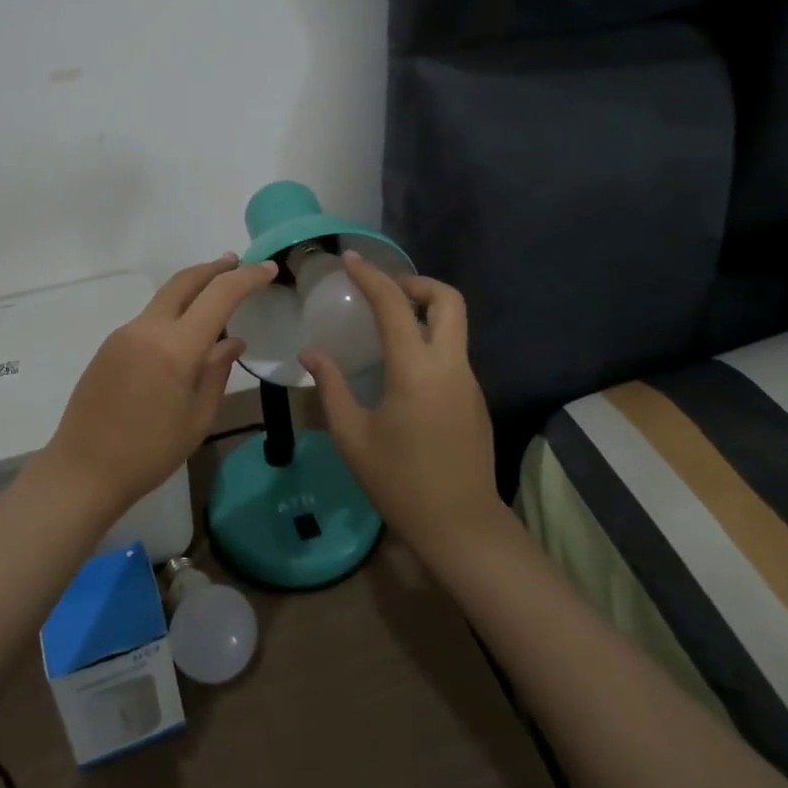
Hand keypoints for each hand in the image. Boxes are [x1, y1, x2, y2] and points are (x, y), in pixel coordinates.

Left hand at [42, 255, 277, 514]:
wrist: (82, 471)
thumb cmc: (149, 453)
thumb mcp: (197, 418)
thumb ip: (217, 371)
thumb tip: (232, 341)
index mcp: (176, 348)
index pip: (219, 296)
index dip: (247, 278)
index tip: (268, 269)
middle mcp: (148, 329)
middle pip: (185, 281)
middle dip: (214, 268)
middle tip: (238, 263)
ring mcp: (124, 334)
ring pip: (165, 298)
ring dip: (192, 288)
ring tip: (215, 295)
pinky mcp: (110, 345)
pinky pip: (149, 318)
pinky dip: (173, 312)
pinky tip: (184, 332)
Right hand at [301, 255, 506, 566]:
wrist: (461, 527)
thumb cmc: (400, 483)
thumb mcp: (353, 437)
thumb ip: (331, 388)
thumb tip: (312, 353)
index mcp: (416, 370)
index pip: (394, 305)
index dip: (371, 276)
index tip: (350, 260)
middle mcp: (449, 365)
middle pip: (447, 299)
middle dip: (416, 282)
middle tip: (384, 291)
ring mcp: (469, 380)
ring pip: (454, 324)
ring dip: (425, 309)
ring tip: (388, 322)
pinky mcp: (475, 397)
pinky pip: (453, 350)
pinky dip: (430, 338)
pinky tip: (403, 364)